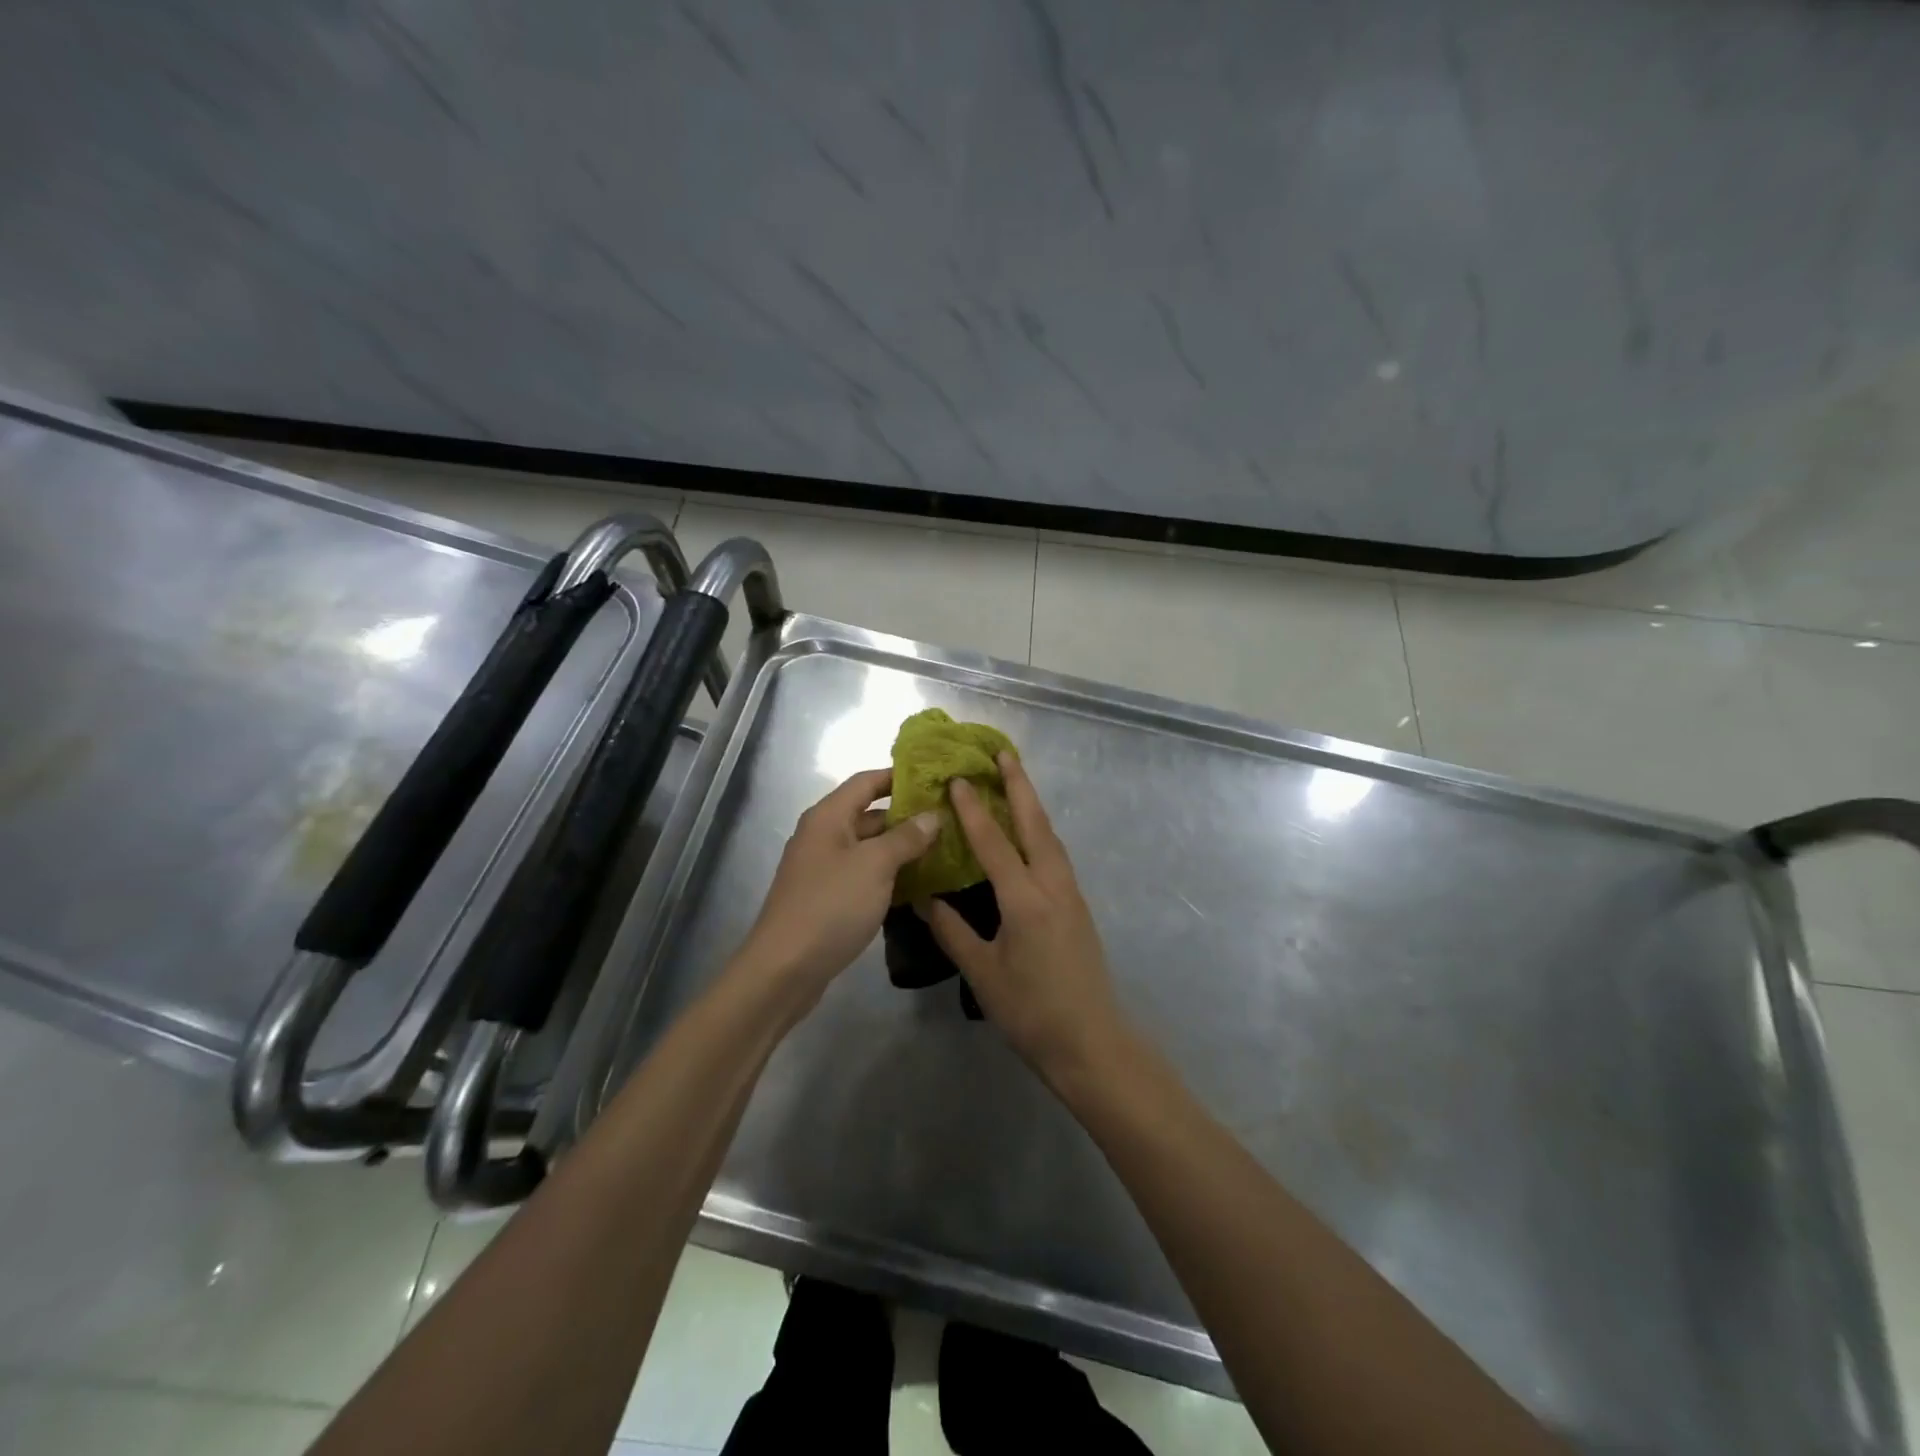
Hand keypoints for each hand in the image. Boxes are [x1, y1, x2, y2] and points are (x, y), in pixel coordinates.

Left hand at [735, 769, 939, 1012]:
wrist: (785, 969)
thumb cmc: (831, 906)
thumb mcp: (875, 865)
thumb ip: (906, 837)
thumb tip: (932, 815)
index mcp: (828, 817)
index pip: (867, 781)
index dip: (900, 776)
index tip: (936, 778)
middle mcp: (824, 835)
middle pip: (869, 814)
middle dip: (908, 815)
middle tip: (949, 818)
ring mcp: (824, 868)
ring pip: (869, 847)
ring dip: (902, 847)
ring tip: (944, 848)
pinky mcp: (828, 898)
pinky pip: (864, 874)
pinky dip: (889, 874)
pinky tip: (919, 883)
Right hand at [923, 753, 1129, 1082]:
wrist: (1090, 1042)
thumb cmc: (1031, 1011)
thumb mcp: (982, 973)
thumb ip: (952, 930)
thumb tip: (923, 897)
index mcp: (1025, 900)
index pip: (995, 843)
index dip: (974, 810)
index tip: (958, 778)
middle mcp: (1053, 886)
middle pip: (1036, 824)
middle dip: (1020, 785)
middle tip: (1003, 753)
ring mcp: (1071, 894)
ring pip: (1050, 837)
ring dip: (1032, 805)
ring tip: (1015, 781)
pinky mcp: (1077, 906)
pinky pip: (1056, 855)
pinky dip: (1039, 831)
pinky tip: (1028, 833)